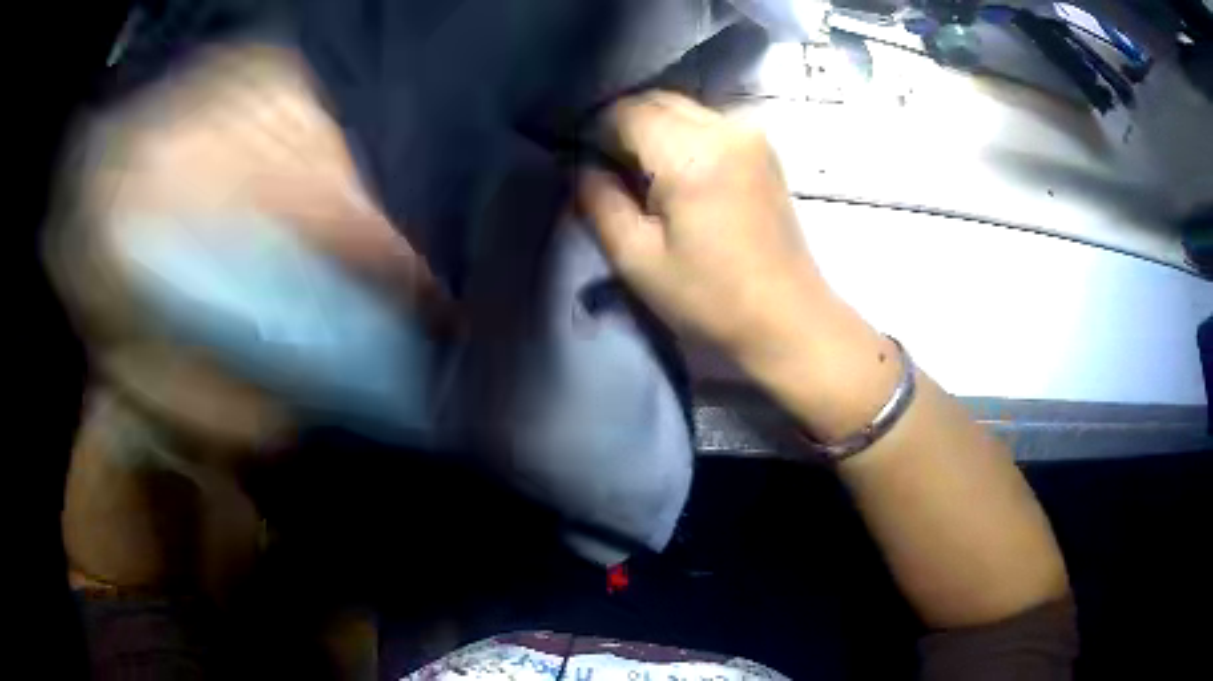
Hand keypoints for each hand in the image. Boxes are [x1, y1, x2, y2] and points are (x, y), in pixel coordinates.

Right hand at [577, 91, 825, 361]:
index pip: (626, 111)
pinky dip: (682, 135)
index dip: (595, 132)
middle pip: (655, 100)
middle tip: (611, 172)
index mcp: (692, 154)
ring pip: (681, 108)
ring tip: (645, 177)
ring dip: (653, 129)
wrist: (788, 317)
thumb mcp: (638, 259)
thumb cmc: (711, 299)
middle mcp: (725, 127)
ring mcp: (750, 133)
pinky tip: (679, 175)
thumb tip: (582, 166)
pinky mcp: (763, 146)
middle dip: (623, 126)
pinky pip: (707, 121)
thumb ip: (599, 202)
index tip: (585, 164)